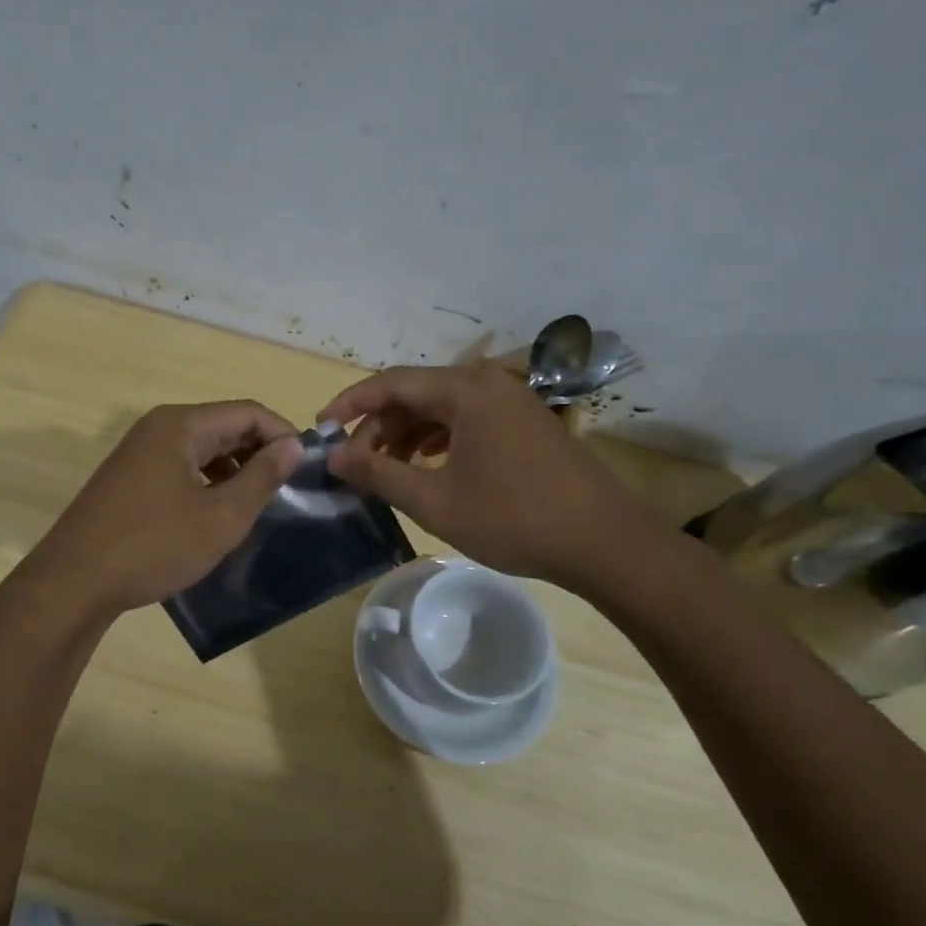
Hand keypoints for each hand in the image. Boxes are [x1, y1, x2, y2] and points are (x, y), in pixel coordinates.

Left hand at [16, 401, 302, 620]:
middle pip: (224, 426)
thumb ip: (262, 477)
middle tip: (286, 488)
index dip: (282, 434)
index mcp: (181, 425)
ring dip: (234, 469)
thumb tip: (293, 445)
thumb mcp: (221, 516)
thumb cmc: (154, 546)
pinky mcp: (128, 477)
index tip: (306, 467)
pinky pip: (180, 466)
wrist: (73, 582)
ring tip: (256, 504)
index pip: (248, 412)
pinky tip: (216, 513)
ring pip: (202, 448)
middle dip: (259, 452)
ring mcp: (138, 452)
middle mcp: (158, 427)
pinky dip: (207, 481)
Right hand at [319, 364, 666, 587]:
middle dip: (378, 426)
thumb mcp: (435, 501)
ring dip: (406, 435)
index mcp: (465, 391)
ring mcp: (511, 403)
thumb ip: (379, 473)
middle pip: (416, 394)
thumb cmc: (513, 519)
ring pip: (441, 409)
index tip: (321, 429)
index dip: (350, 403)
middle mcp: (488, 384)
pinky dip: (437, 440)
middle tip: (354, 462)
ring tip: (384, 469)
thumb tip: (334, 456)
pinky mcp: (525, 425)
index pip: (391, 383)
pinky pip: (467, 421)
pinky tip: (426, 467)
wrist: (605, 543)